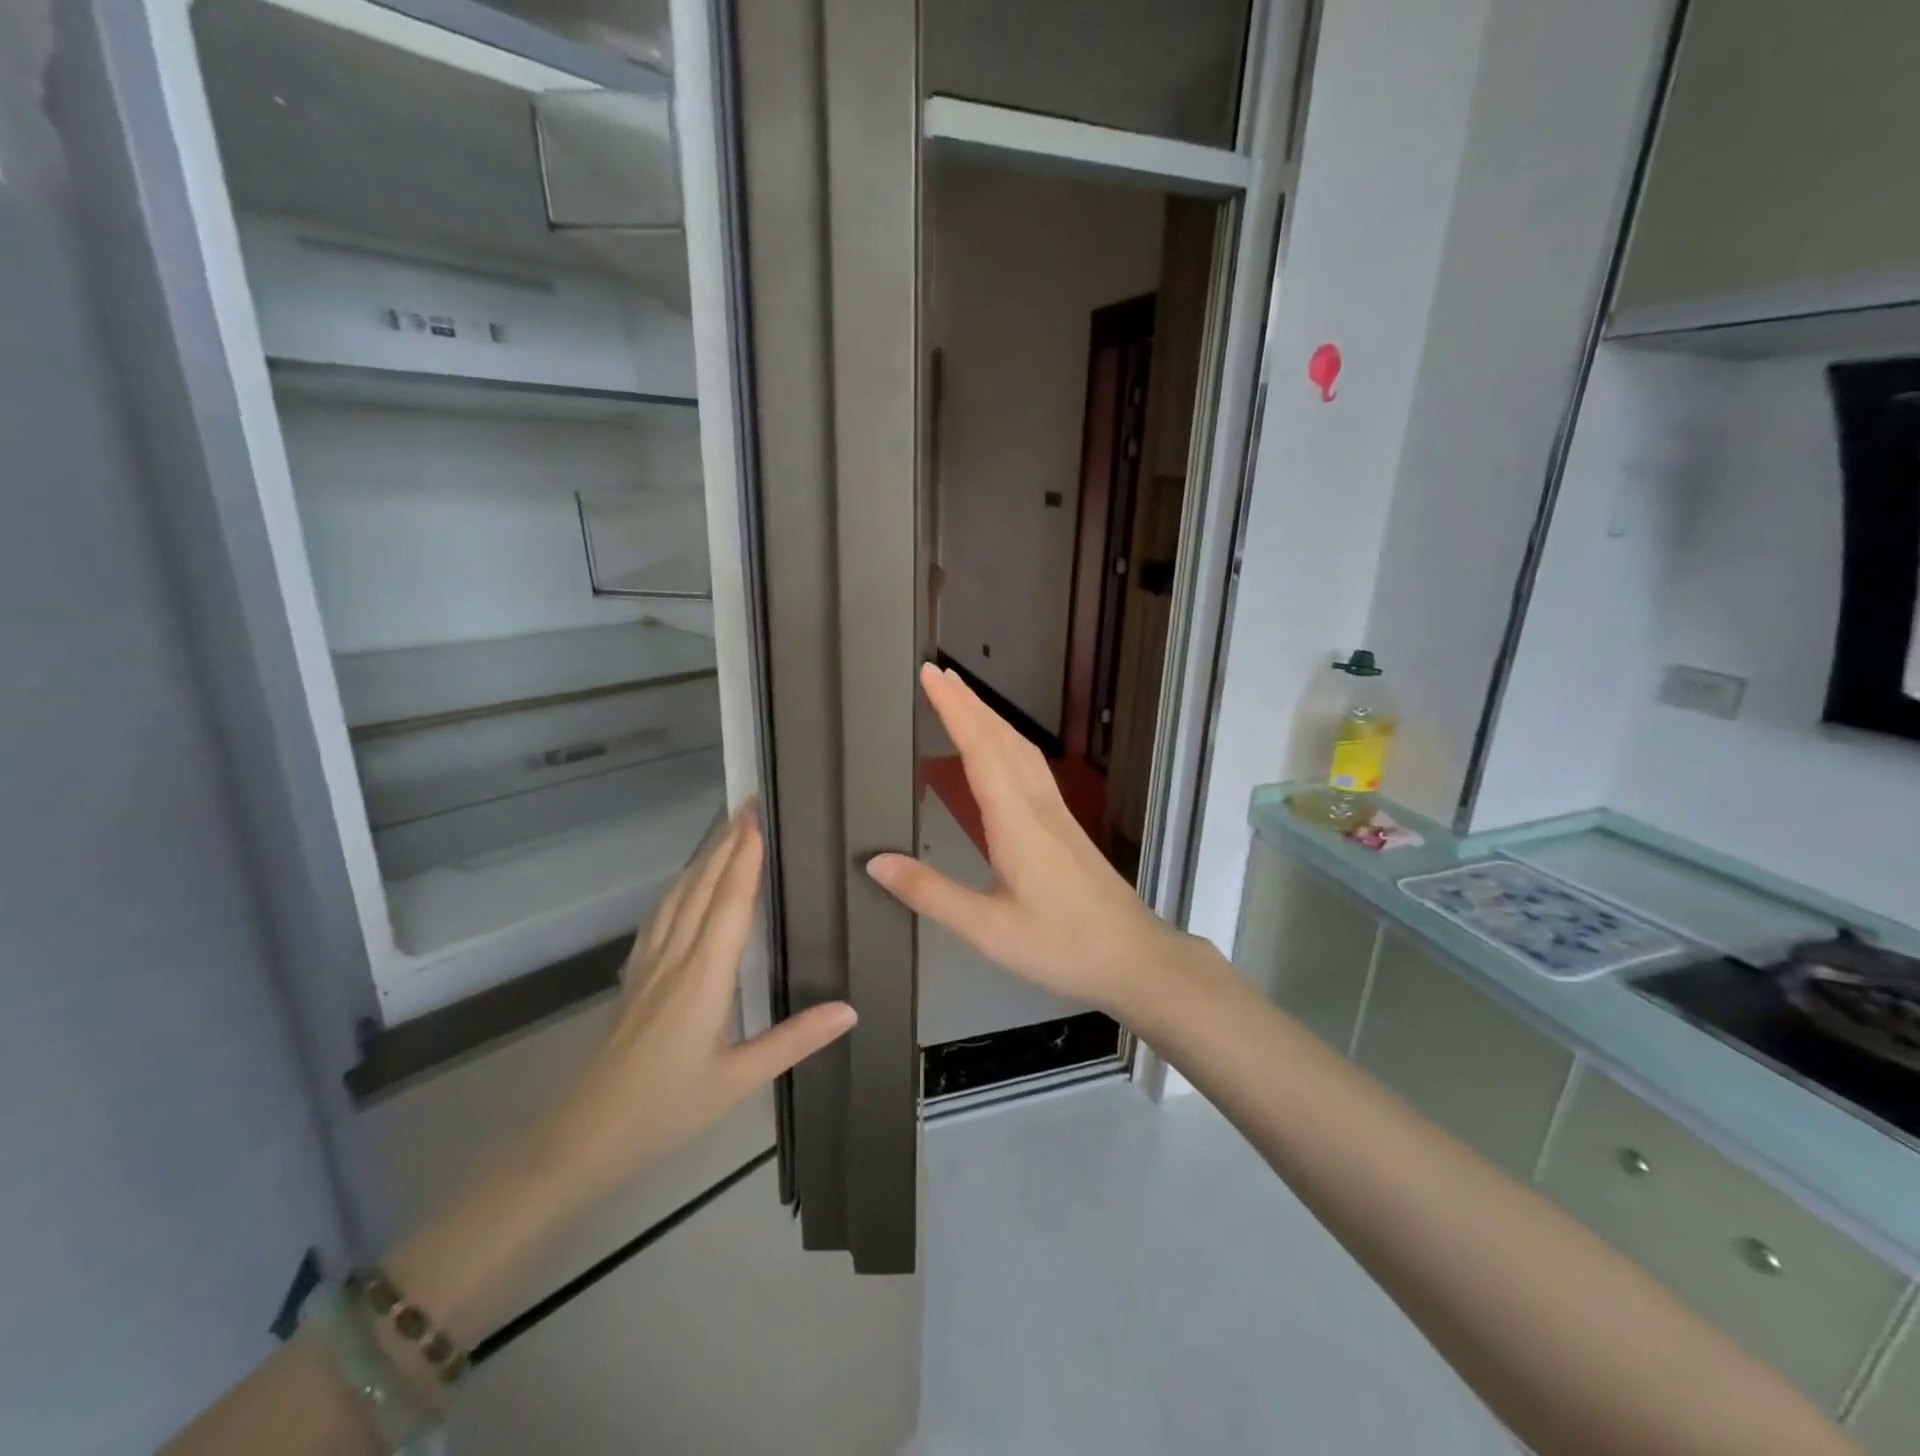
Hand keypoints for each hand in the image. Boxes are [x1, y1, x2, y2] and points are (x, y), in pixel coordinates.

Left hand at [542, 805, 856, 1200]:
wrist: (585, 1136)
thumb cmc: (667, 1108)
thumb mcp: (739, 1079)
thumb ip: (795, 1040)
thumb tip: (850, 1008)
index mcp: (704, 975)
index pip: (729, 901)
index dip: (744, 856)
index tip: (758, 818)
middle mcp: (675, 957)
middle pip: (702, 886)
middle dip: (726, 842)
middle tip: (748, 805)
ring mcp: (649, 964)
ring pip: (678, 896)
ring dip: (702, 858)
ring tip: (723, 831)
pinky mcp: (635, 977)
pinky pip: (660, 916)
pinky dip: (678, 887)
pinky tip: (683, 887)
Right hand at [868, 663, 1200, 1018]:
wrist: (1135, 958)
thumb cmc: (1061, 946)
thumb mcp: (987, 930)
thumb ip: (931, 894)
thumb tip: (876, 861)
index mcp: (1016, 821)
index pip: (980, 748)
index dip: (953, 709)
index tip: (929, 674)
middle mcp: (1037, 805)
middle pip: (1002, 739)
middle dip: (969, 703)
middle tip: (938, 673)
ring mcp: (1056, 813)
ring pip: (1021, 750)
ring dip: (990, 718)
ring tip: (963, 700)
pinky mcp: (1066, 826)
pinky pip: (1032, 768)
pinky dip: (1008, 743)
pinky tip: (1002, 751)